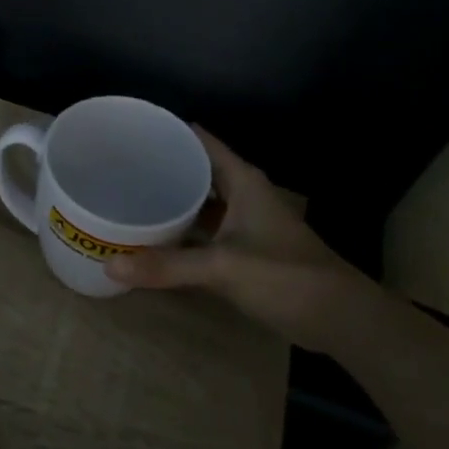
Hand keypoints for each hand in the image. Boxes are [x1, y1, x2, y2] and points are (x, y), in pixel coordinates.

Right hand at [108, 127, 366, 347]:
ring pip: (199, 202)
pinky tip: (152, 236)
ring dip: (169, 200)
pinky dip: (179, 231)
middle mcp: (243, 195)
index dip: (168, 132)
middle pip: (196, 170)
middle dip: (161, 166)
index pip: (201, 141)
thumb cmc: (286, 276)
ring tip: (125, 195)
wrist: (339, 318)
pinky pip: (202, 231)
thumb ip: (167, 266)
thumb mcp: (223, 267)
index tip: (130, 130)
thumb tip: (109, 266)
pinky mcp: (242, 251)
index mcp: (243, 181)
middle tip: (115, 165)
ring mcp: (243, 224)